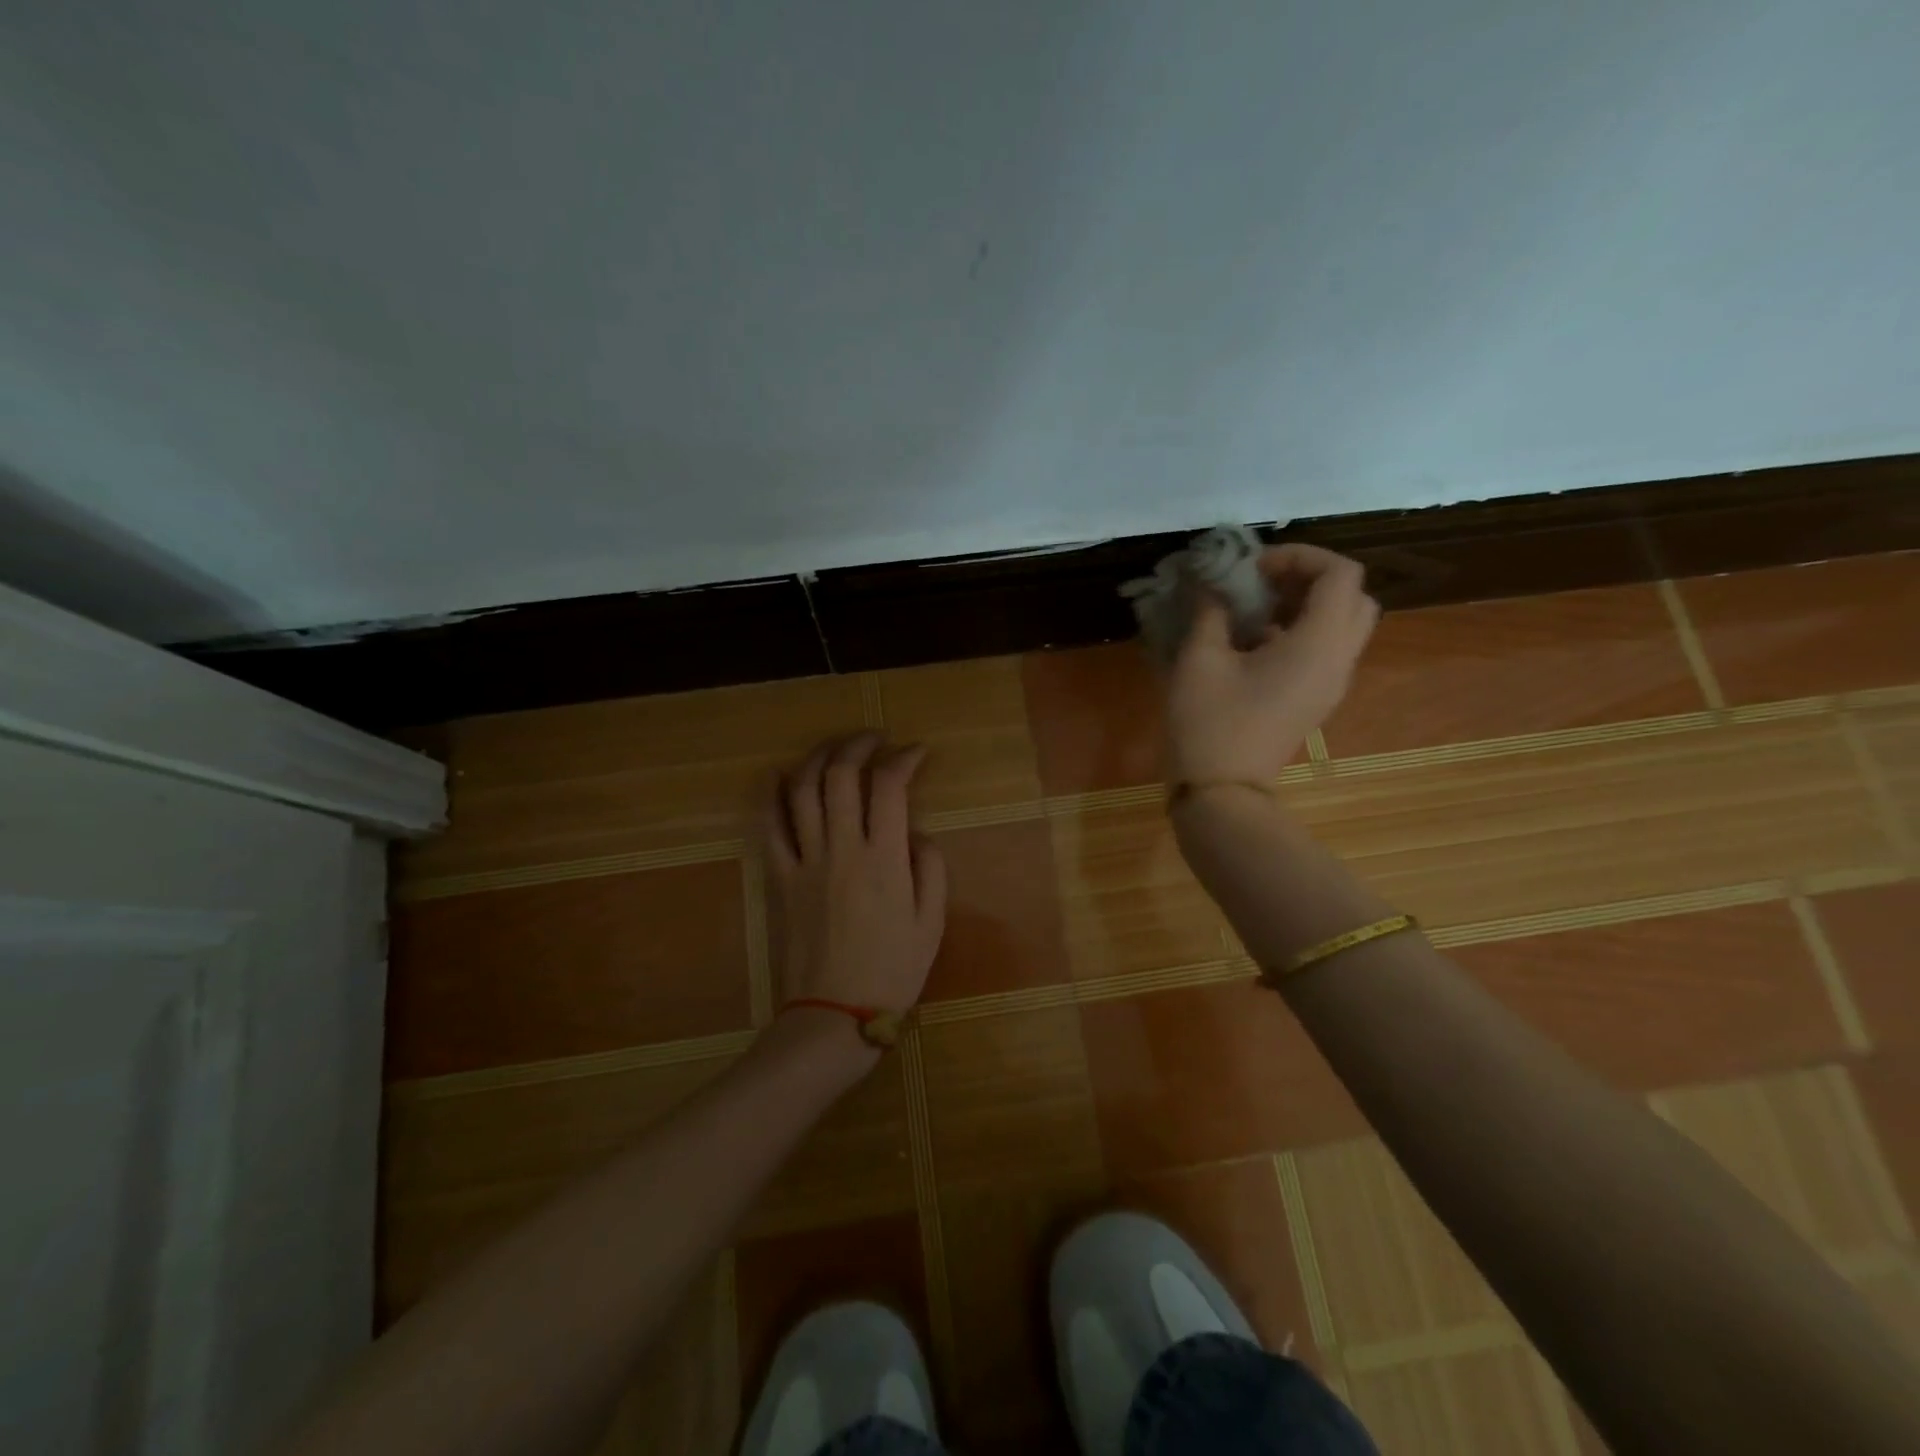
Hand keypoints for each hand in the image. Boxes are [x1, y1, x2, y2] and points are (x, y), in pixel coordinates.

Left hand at [766, 733, 948, 1017]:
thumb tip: (915, 832)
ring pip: (802, 791)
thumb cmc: (892, 971)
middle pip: (841, 776)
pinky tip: (777, 774)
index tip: (916, 752)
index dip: (904, 760)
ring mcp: (806, 861)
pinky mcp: (781, 878)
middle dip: (858, 745)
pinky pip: (769, 827)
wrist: (835, 1014)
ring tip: (835, 748)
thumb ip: (931, 868)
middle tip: (875, 739)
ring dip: (818, 758)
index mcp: (884, 860)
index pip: (890, 788)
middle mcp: (842, 849)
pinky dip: (770, 795)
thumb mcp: (932, 923)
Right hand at [1165, 544, 1378, 783]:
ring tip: (1256, 610)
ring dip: (1308, 604)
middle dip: (1311, 578)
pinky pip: (1327, 649)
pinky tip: (1253, 642)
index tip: (1254, 569)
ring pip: (1344, 623)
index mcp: (1318, 645)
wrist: (1222, 791)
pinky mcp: (1317, 698)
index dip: (1300, 557)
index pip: (1340, 574)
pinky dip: (1302, 630)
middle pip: (1353, 596)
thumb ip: (1210, 611)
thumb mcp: (1199, 660)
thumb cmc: (1209, 723)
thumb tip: (1211, 583)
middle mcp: (1339, 660)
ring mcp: (1332, 683)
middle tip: (1264, 584)